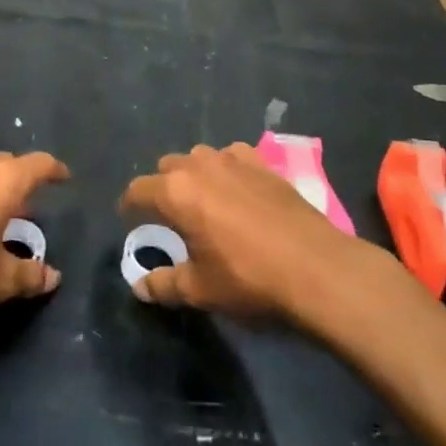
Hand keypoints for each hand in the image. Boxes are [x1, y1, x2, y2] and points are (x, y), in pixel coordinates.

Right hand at [120, 142, 372, 321]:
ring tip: (203, 202)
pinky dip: (228, 169)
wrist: (316, 267)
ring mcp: (235, 159)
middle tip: (170, 217)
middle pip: (168, 167)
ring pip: (201, 157)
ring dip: (194, 175)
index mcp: (176, 192)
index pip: (138, 189)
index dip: (130, 206)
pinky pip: (234, 156)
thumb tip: (139, 288)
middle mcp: (200, 166)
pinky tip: (238, 190)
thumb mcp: (200, 289)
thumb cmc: (248, 279)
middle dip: (162, 187)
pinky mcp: (265, 164)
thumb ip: (164, 284)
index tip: (130, 221)